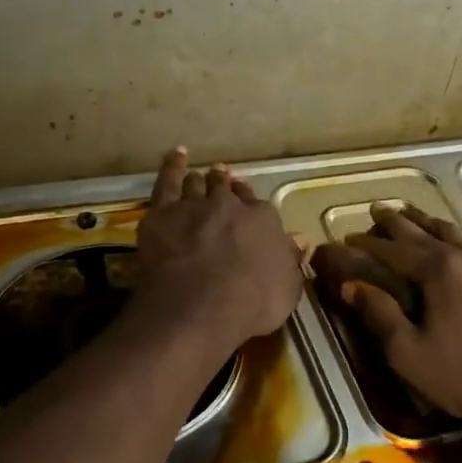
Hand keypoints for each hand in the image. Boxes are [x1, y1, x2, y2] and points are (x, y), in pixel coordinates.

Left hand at [135, 147, 303, 347]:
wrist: (200, 307)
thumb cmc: (252, 304)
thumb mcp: (287, 289)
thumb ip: (291, 261)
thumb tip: (299, 240)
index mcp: (263, 220)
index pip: (258, 206)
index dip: (250, 204)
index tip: (246, 204)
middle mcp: (230, 205)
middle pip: (226, 189)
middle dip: (225, 185)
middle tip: (221, 181)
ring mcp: (194, 206)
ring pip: (197, 184)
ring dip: (200, 179)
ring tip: (199, 175)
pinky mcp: (162, 213)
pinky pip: (168, 180)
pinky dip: (173, 165)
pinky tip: (177, 155)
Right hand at [314, 205, 461, 434]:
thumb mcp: (408, 352)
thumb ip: (379, 314)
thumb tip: (350, 285)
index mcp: (441, 271)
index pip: (396, 250)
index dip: (370, 244)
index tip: (349, 237)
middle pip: (427, 232)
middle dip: (398, 222)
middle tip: (377, 209)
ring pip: (458, 235)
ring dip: (431, 224)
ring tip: (414, 215)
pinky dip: (461, 241)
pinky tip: (460, 246)